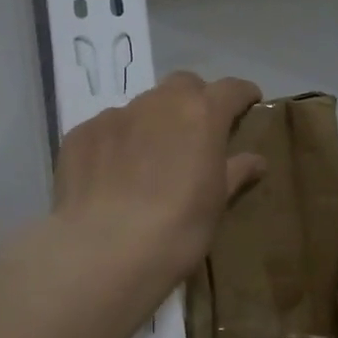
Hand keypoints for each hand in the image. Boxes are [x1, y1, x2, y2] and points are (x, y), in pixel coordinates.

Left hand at [51, 71, 264, 290]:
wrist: (105, 252)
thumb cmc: (178, 229)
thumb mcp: (216, 203)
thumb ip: (235, 172)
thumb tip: (256, 160)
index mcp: (201, 113)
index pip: (231, 89)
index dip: (243, 95)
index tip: (249, 104)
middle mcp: (158, 102)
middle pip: (183, 85)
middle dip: (194, 101)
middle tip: (196, 133)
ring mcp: (115, 115)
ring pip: (141, 107)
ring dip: (152, 124)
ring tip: (149, 162)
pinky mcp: (81, 134)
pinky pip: (107, 130)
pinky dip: (117, 144)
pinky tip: (113, 177)